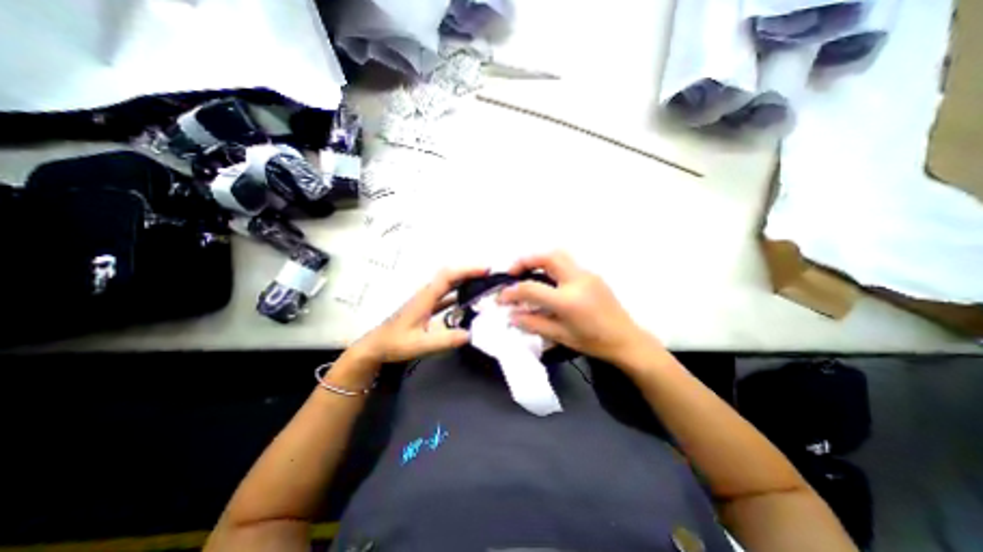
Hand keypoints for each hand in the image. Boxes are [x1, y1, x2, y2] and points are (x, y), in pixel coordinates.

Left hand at [347, 265, 488, 363]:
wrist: (376, 346)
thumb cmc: (395, 343)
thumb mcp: (419, 344)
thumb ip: (443, 340)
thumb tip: (470, 334)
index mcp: (426, 297)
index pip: (448, 277)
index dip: (466, 270)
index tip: (485, 270)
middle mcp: (427, 294)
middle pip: (450, 275)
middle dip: (470, 272)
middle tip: (490, 275)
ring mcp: (427, 299)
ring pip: (448, 283)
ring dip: (465, 280)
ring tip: (483, 283)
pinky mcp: (427, 306)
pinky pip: (446, 294)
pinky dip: (458, 292)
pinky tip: (468, 299)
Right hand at [500, 251, 659, 363]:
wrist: (627, 339)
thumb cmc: (593, 342)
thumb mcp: (560, 336)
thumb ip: (533, 323)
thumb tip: (512, 315)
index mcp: (568, 300)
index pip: (531, 288)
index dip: (512, 292)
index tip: (501, 297)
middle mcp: (577, 280)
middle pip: (547, 257)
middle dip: (525, 260)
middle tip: (513, 273)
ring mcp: (587, 274)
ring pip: (558, 254)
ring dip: (539, 259)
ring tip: (528, 273)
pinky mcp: (592, 274)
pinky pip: (567, 263)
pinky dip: (552, 265)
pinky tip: (548, 281)